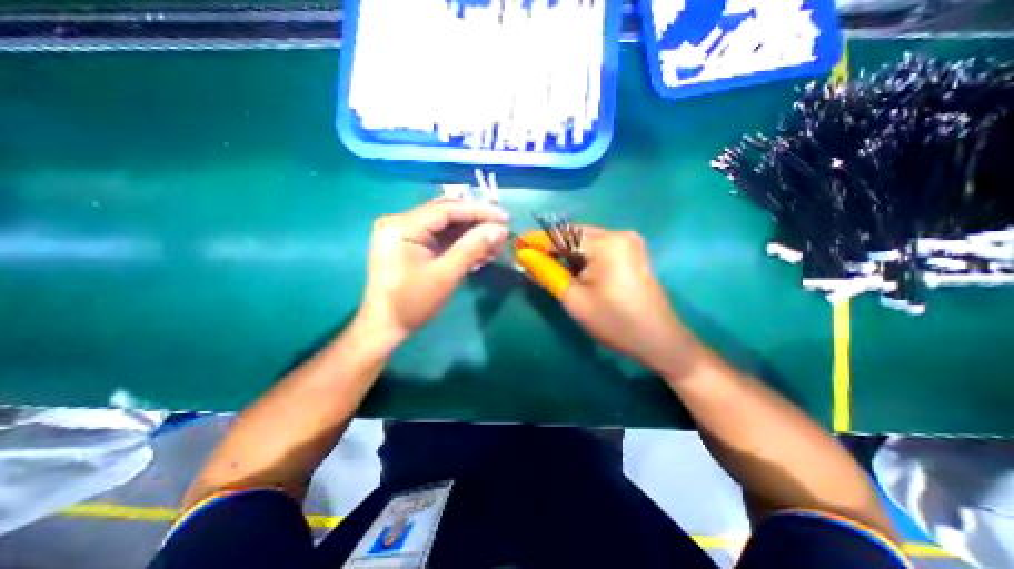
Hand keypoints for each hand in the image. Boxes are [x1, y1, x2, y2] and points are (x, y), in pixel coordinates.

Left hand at [360, 200, 510, 341]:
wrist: (384, 327)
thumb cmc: (412, 303)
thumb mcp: (445, 275)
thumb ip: (472, 248)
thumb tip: (499, 230)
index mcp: (403, 226)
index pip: (447, 209)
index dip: (478, 211)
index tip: (504, 217)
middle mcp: (400, 222)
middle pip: (446, 215)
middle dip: (476, 223)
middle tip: (502, 232)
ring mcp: (403, 234)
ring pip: (444, 227)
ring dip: (470, 234)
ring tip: (495, 244)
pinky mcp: (408, 245)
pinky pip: (438, 238)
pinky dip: (458, 244)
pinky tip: (478, 251)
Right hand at [516, 226, 697, 376]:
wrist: (659, 341)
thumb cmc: (614, 322)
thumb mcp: (574, 298)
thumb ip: (547, 272)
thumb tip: (523, 255)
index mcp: (607, 243)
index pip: (562, 235)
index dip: (537, 240)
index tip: (516, 245)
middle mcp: (619, 234)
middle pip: (575, 235)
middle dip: (551, 247)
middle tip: (529, 259)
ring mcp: (629, 242)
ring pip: (586, 242)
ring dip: (565, 253)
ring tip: (546, 267)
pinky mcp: (631, 253)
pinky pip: (598, 249)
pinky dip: (581, 258)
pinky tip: (570, 270)